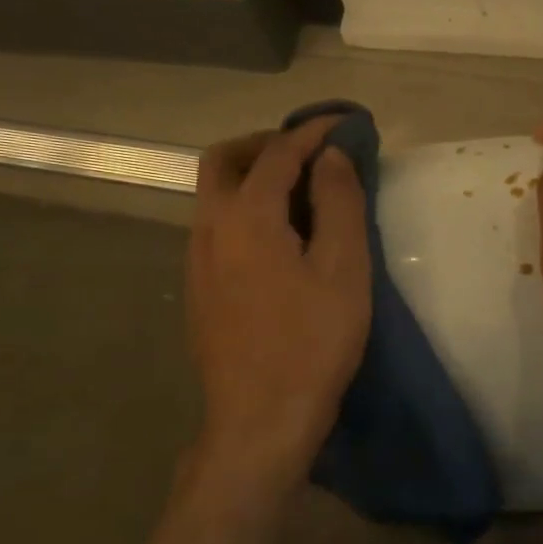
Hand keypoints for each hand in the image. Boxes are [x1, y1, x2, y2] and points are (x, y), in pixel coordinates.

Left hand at [186, 117, 369, 492]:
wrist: (260, 421)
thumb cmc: (312, 343)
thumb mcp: (344, 269)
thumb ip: (339, 202)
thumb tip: (331, 156)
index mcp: (247, 217)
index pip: (279, 152)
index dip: (313, 131)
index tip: (345, 122)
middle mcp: (210, 228)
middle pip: (225, 160)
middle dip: (267, 143)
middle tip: (310, 152)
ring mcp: (197, 260)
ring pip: (215, 195)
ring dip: (253, 176)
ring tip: (300, 193)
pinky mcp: (198, 289)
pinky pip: (216, 226)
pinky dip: (245, 209)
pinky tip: (278, 240)